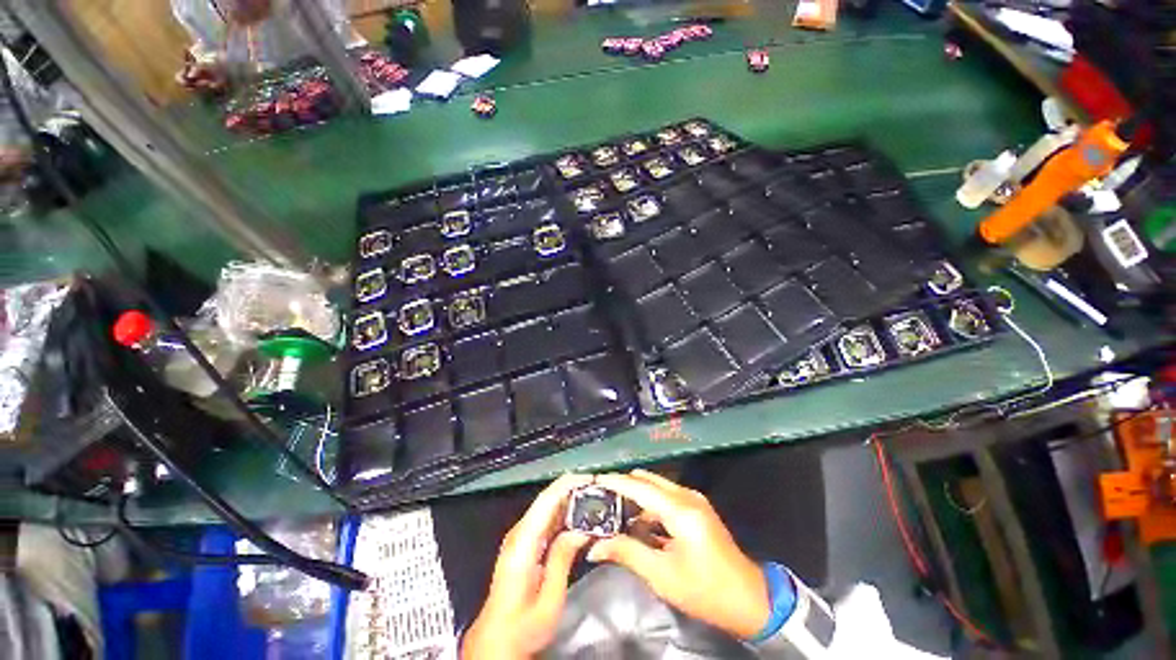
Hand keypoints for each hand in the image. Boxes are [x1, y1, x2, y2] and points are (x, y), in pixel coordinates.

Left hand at [462, 474, 592, 659]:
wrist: (497, 640)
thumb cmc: (522, 627)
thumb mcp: (549, 599)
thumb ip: (563, 559)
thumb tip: (581, 529)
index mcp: (523, 543)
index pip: (546, 499)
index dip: (568, 484)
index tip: (590, 479)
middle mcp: (519, 534)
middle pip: (547, 499)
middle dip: (573, 489)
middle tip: (599, 490)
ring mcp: (520, 537)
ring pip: (548, 507)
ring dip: (571, 500)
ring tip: (594, 500)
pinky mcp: (524, 543)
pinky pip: (546, 520)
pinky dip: (564, 514)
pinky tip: (580, 518)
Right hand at [587, 470, 769, 638]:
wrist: (749, 599)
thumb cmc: (705, 590)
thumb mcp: (662, 576)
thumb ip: (627, 553)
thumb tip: (595, 547)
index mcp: (680, 510)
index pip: (639, 486)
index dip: (614, 482)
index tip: (592, 481)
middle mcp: (686, 496)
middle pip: (647, 480)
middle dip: (623, 487)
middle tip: (600, 500)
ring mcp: (693, 500)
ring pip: (656, 487)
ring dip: (635, 496)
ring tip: (613, 512)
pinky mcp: (696, 508)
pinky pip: (665, 497)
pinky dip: (648, 505)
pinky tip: (637, 523)